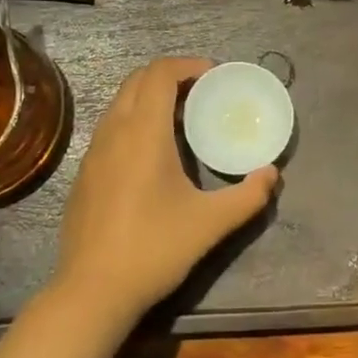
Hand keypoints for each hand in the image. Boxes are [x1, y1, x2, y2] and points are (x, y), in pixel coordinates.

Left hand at [52, 57, 279, 323]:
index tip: (214, 76)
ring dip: (150, 96)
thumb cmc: (154, 248)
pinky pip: (111, 126)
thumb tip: (272, 174)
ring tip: (181, 118)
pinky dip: (134, 119)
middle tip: (201, 92)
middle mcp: (114, 131)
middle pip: (138, 79)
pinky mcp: (85, 172)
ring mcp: (93, 151)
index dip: (188, 65)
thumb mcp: (210, 224)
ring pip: (121, 102)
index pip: (160, 73)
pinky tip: (153, 153)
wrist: (92, 291)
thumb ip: (248, 196)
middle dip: (170, 75)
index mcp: (143, 132)